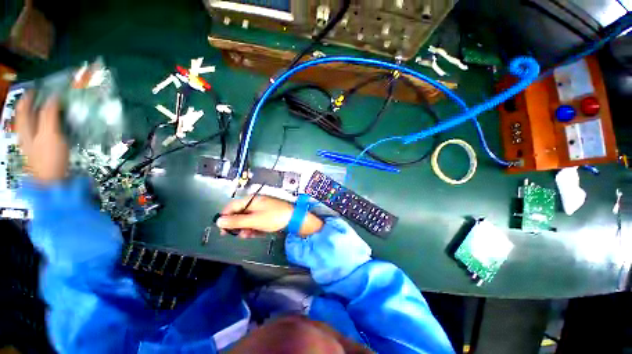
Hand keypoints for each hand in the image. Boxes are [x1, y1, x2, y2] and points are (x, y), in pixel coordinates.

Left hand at [15, 92, 68, 183]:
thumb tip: (53, 98)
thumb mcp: (49, 134)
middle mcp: (25, 132)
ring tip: (51, 107)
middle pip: (27, 113)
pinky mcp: (41, 148)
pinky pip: (42, 130)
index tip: (41, 87)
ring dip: (41, 113)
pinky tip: (55, 123)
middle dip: (35, 103)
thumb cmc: (49, 157)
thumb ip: (49, 115)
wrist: (52, 181)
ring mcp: (33, 142)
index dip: (31, 95)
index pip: (24, 106)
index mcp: (24, 127)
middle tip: (46, 95)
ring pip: (34, 122)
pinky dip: (47, 123)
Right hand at [216, 195, 322, 237]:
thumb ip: (236, 221)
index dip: (225, 216)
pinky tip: (254, 234)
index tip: (221, 228)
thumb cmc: (274, 217)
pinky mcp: (268, 216)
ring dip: (245, 228)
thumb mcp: (254, 220)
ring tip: (246, 235)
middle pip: (240, 213)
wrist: (295, 220)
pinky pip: (256, 222)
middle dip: (236, 224)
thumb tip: (218, 221)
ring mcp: (263, 210)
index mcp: (252, 200)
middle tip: (233, 234)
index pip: (233, 205)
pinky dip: (254, 228)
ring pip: (248, 219)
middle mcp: (256, 203)